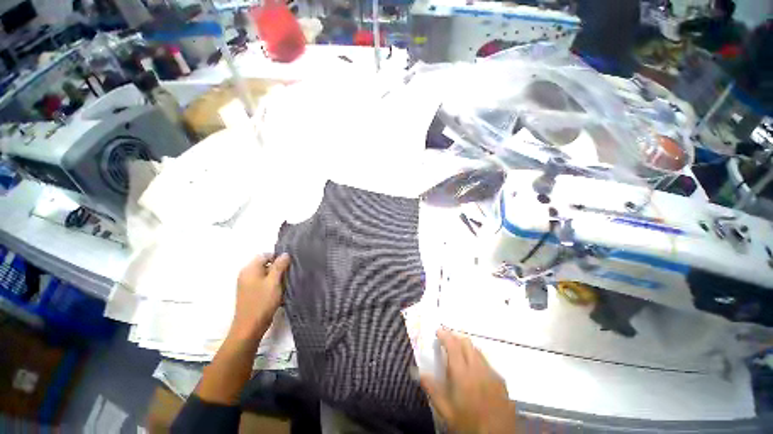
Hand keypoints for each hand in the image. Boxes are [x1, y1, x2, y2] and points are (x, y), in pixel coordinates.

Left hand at [230, 253, 290, 341]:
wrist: (250, 327)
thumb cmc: (262, 302)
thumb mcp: (274, 282)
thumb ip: (279, 266)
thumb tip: (285, 254)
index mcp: (250, 269)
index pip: (265, 255)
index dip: (278, 257)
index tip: (289, 264)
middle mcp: (246, 274)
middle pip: (265, 264)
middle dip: (278, 267)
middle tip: (289, 274)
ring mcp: (247, 284)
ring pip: (265, 274)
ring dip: (276, 276)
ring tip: (286, 282)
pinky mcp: (250, 293)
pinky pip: (263, 282)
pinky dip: (272, 284)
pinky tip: (279, 291)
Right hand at [420, 330, 517, 433]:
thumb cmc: (468, 425)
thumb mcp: (446, 412)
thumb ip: (432, 389)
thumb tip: (418, 372)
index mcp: (463, 374)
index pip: (453, 345)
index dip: (445, 335)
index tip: (438, 331)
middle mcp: (479, 369)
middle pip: (467, 343)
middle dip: (455, 338)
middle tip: (446, 341)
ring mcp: (493, 375)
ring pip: (478, 351)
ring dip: (467, 347)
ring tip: (459, 353)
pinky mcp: (502, 382)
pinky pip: (487, 363)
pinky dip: (478, 359)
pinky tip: (475, 370)